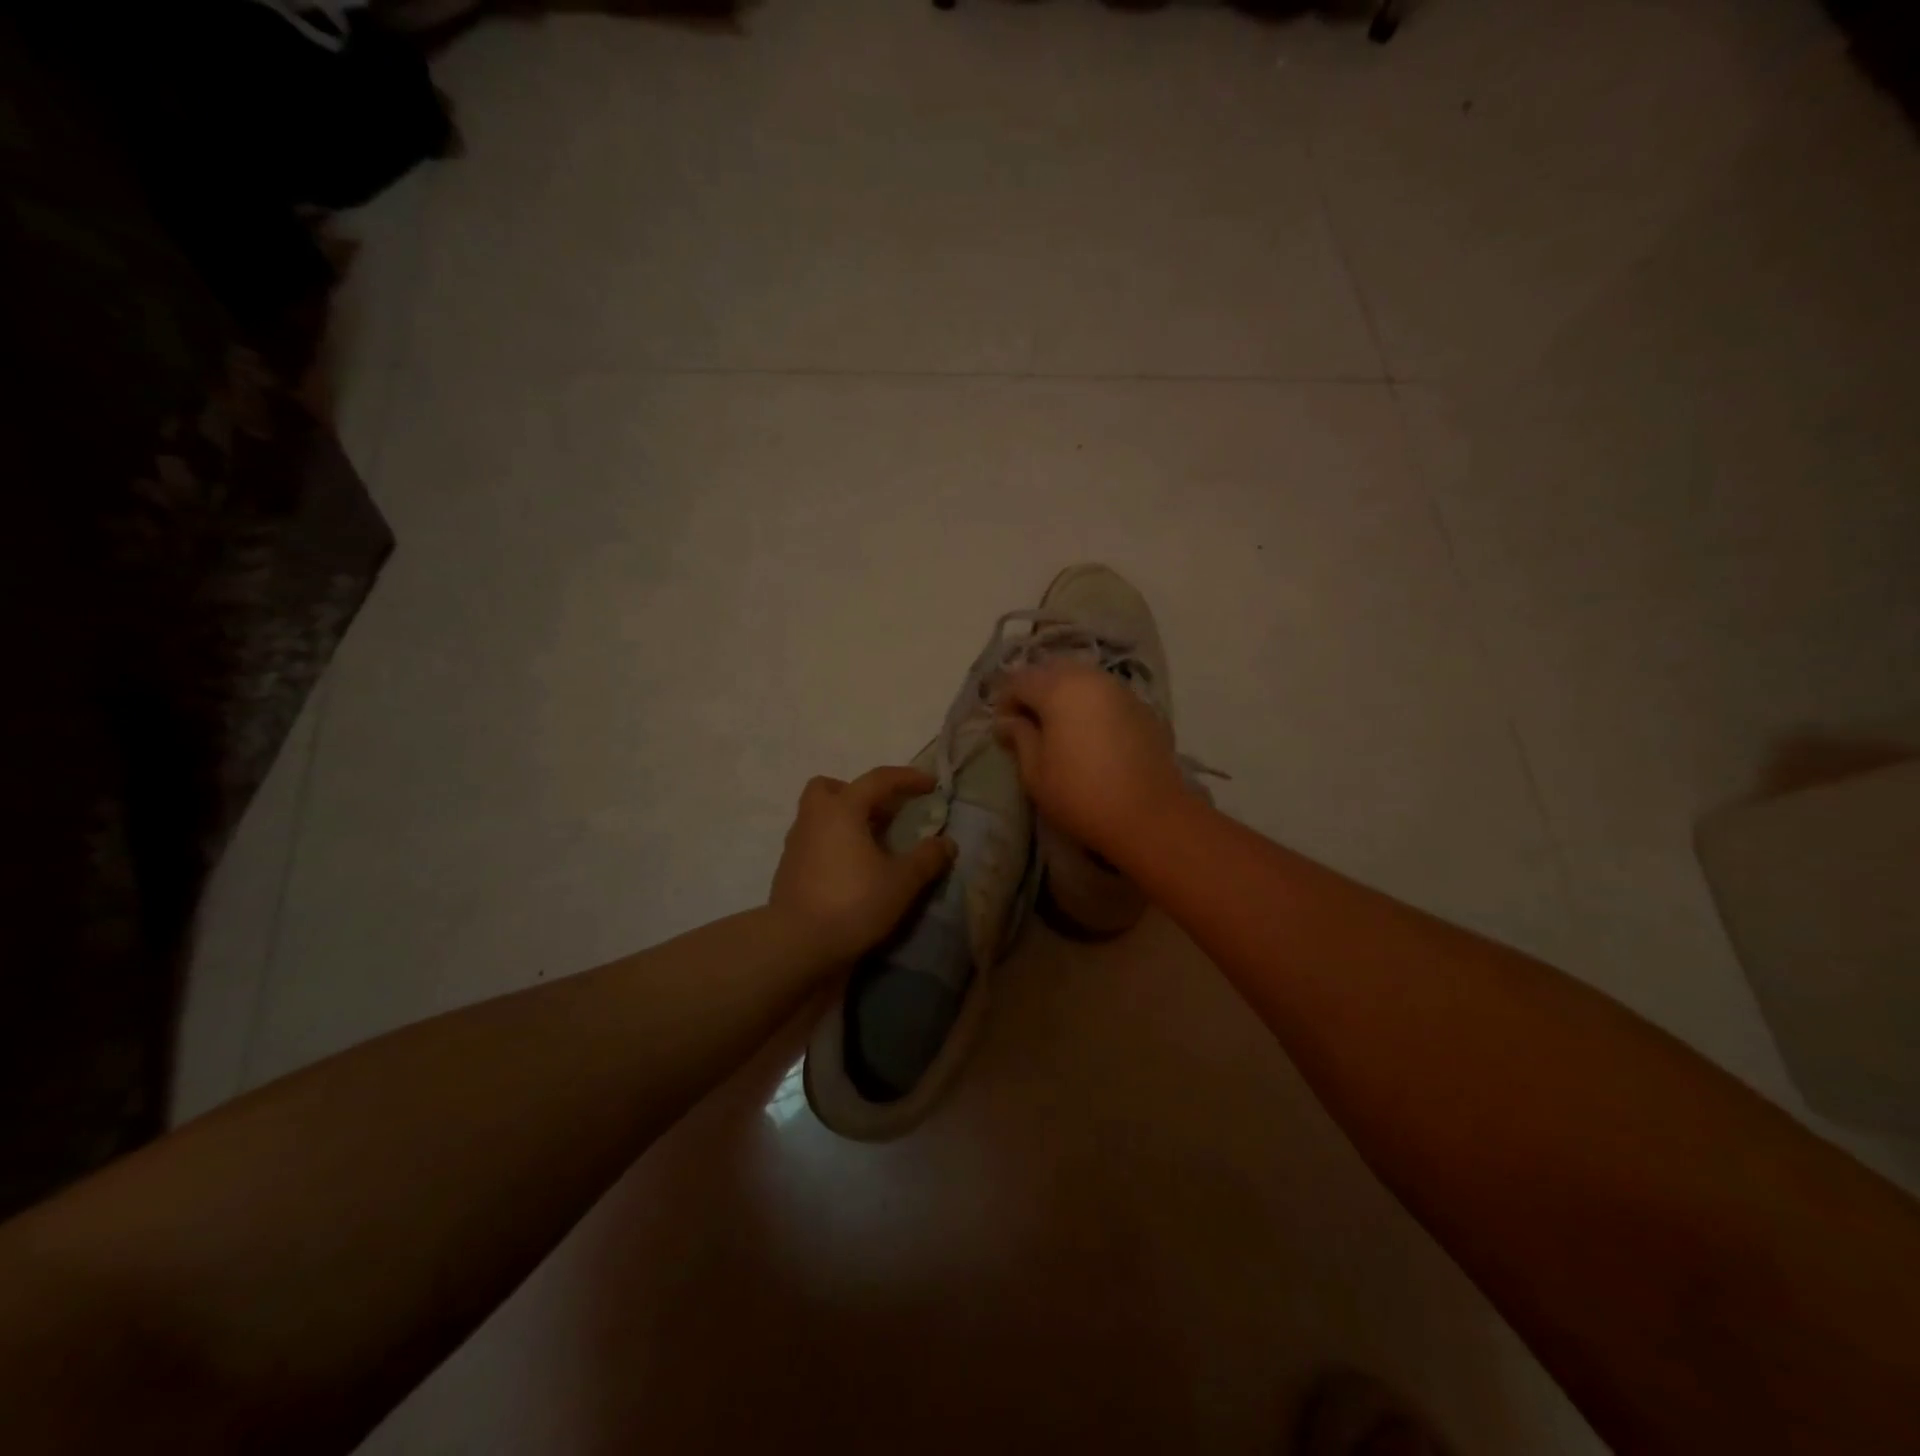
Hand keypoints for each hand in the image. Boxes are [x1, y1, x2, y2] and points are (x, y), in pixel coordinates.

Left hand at [769, 767, 956, 964]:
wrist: (797, 946)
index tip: (930, 785)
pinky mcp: (788, 871)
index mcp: (842, 810)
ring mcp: (795, 845)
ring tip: (872, 846)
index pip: (877, 780)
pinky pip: (813, 843)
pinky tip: (852, 871)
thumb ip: (927, 858)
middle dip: (857, 793)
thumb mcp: (901, 882)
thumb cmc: (853, 903)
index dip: (907, 778)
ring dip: (845, 822)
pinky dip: (833, 846)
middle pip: (830, 788)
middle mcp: (813, 819)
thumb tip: (946, 843)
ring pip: (819, 816)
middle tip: (882, 814)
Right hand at [993, 663, 1189, 863]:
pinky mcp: (1141, 706)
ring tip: (1057, 727)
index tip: (1003, 729)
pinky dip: (1089, 704)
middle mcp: (1090, 678)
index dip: (1004, 700)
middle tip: (1028, 723)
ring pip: (1081, 678)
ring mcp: (1119, 689)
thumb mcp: (1035, 772)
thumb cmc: (1080, 794)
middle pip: (1052, 670)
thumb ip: (1019, 737)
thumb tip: (1007, 722)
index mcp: (1058, 688)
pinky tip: (1088, 732)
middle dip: (1034, 690)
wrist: (1149, 815)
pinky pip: (1104, 694)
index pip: (1019, 679)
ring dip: (1063, 694)